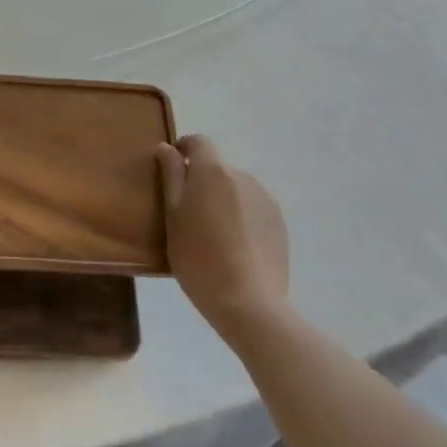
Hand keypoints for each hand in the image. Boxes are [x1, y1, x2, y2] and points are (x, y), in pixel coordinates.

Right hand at [157, 134, 291, 345]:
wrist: (249, 304)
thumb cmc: (198, 258)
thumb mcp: (172, 216)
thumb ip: (170, 176)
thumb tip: (167, 148)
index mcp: (213, 171)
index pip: (198, 142)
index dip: (183, 150)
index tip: (171, 171)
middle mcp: (242, 176)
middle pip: (217, 168)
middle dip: (202, 182)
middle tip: (188, 215)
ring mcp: (265, 199)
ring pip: (236, 189)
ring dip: (223, 200)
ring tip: (214, 235)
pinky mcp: (279, 223)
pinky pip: (253, 208)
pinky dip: (242, 218)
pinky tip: (235, 248)